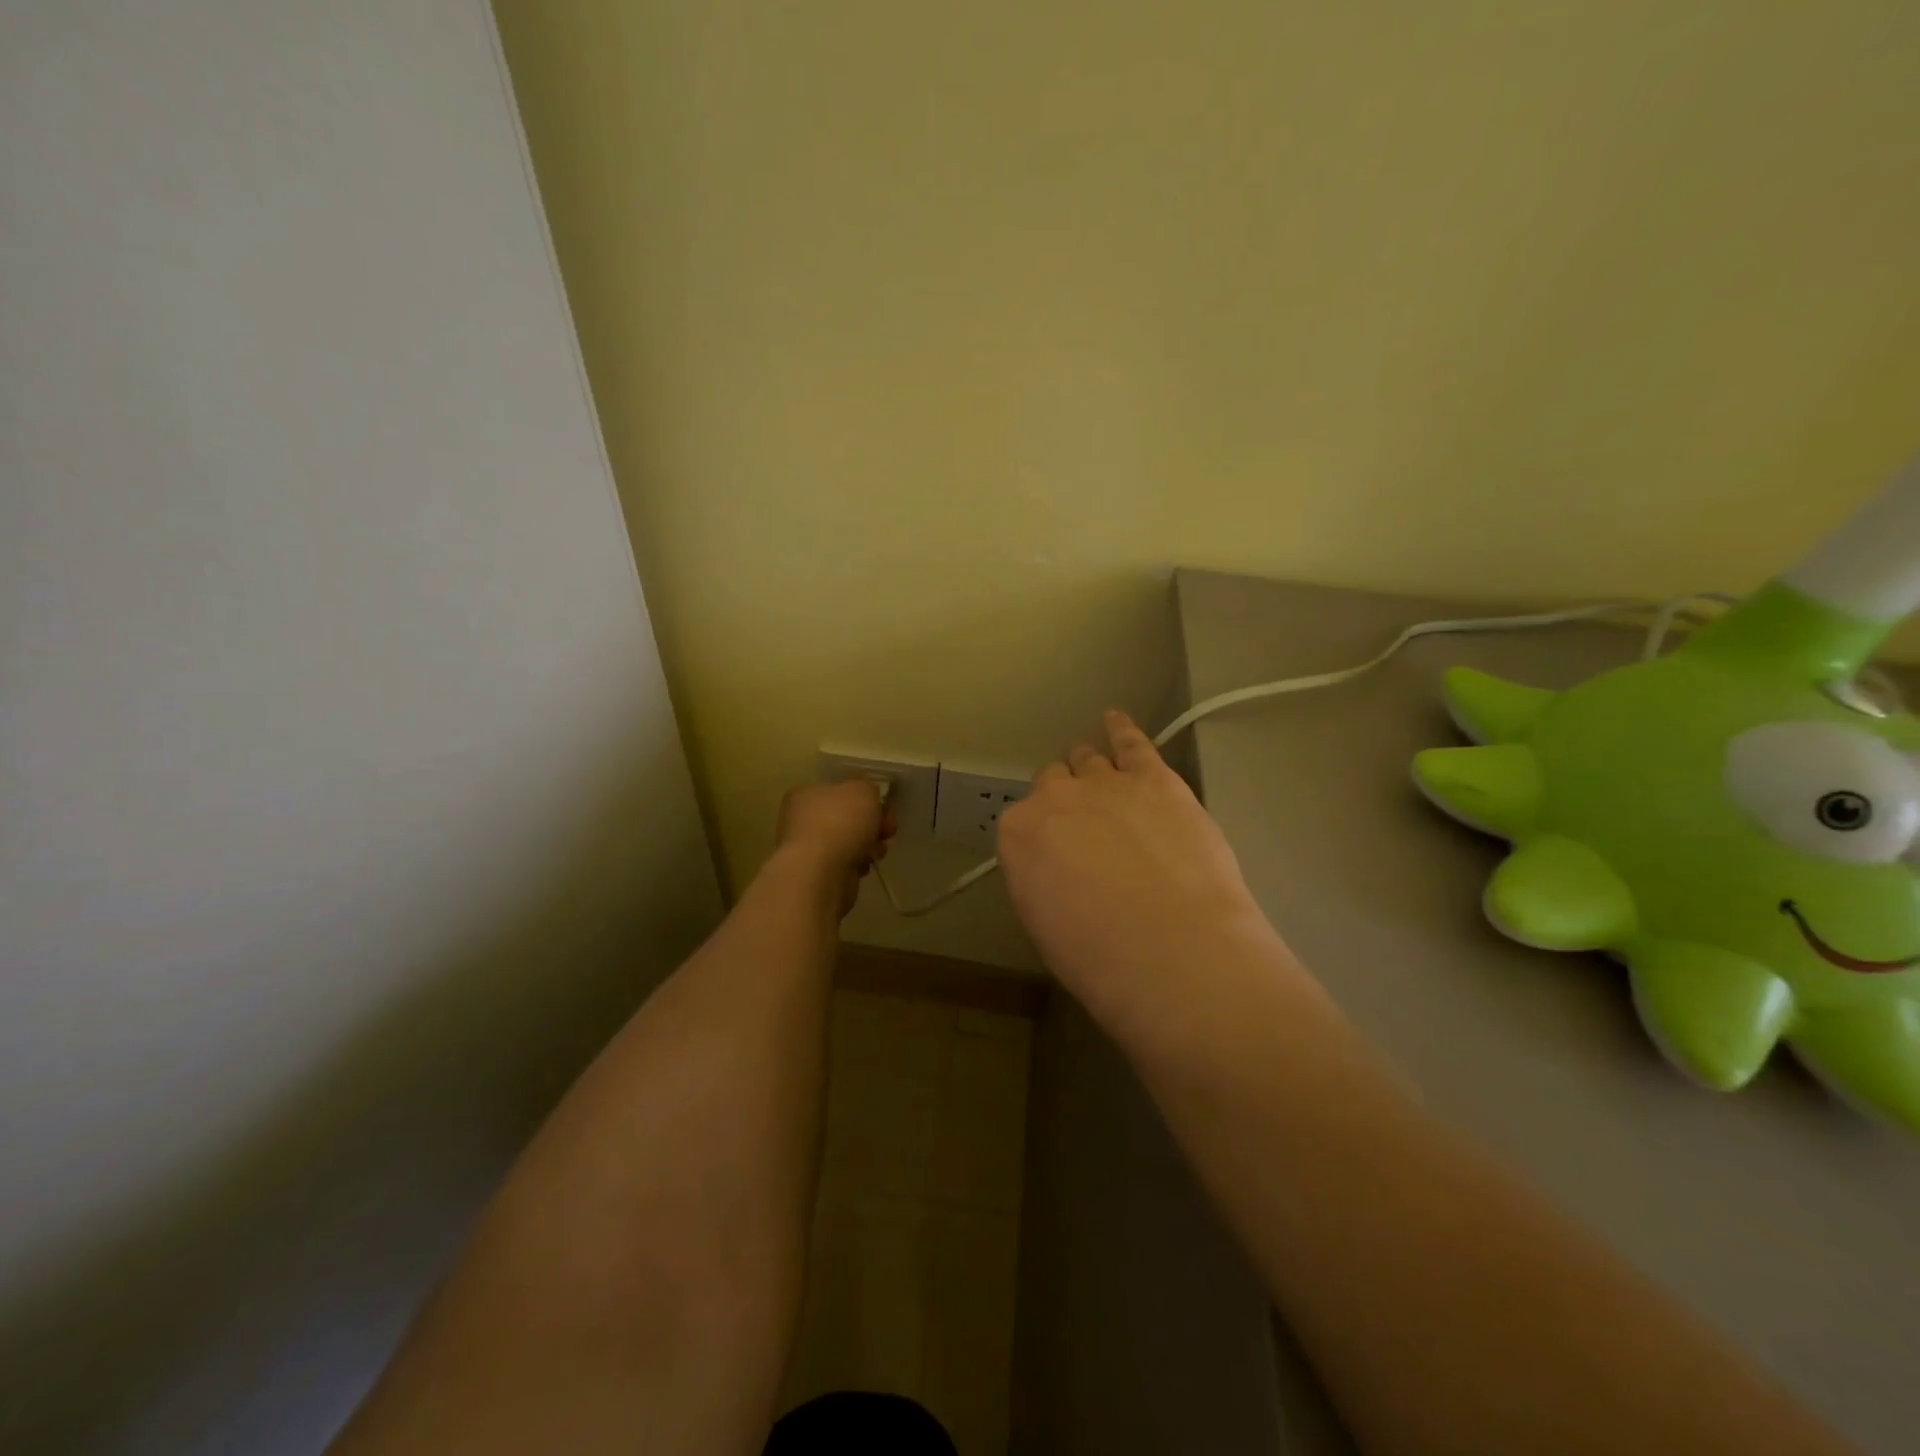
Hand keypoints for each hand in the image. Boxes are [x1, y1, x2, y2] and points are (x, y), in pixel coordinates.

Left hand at [775, 779, 895, 914]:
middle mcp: (801, 819)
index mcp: (805, 794)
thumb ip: (868, 788)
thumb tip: (868, 798)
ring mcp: (809, 848)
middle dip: (872, 823)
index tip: (884, 807)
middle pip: (846, 817)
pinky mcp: (818, 873)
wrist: (822, 872)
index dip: (864, 797)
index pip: (838, 790)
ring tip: (879, 850)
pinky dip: (858, 863)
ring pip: (848, 841)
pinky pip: (845, 862)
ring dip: (868, 844)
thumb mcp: (863, 790)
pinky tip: (865, 865)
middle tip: (888, 829)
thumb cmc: (840, 822)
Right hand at [997, 710, 1279, 1015]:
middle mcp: (1055, 797)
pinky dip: (1121, 728)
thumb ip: (1041, 880)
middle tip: (1081, 824)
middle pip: (1052, 782)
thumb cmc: (1100, 957)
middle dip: (1063, 798)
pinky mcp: (1155, 778)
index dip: (1041, 838)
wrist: (1173, 950)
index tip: (1056, 856)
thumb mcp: (1045, 925)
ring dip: (1088, 765)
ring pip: (1087, 759)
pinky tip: (1115, 719)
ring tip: (1093, 768)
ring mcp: (1106, 782)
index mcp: (1018, 834)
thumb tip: (1056, 868)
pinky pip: (1132, 742)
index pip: (1022, 822)